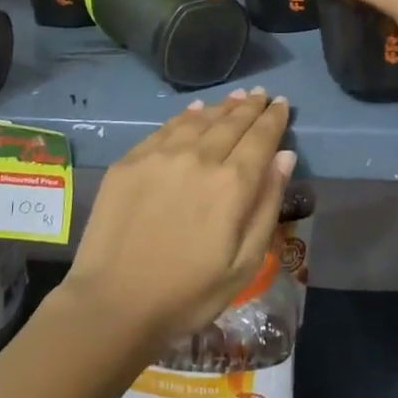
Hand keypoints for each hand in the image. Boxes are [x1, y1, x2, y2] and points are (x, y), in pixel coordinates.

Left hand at [63, 90, 293, 353]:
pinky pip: (166, 129)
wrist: (113, 303)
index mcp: (232, 184)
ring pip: (200, 120)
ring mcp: (161, 156)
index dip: (274, 118)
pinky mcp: (131, 161)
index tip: (281, 103)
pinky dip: (187, 116)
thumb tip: (285, 157)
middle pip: (231, 123)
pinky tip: (195, 111)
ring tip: (236, 97)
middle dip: (250, 107)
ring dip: (222, 107)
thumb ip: (267, 205)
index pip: (260, 138)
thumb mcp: (244, 263)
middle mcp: (199, 158)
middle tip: (262, 94)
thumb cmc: (188, 294)